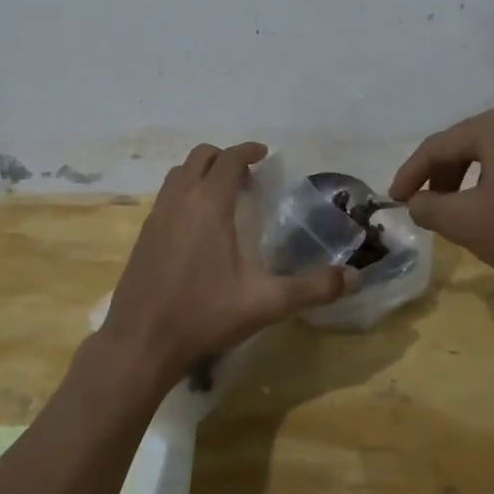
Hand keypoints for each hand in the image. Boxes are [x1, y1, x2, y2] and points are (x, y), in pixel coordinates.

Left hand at [97, 142, 352, 395]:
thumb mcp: (265, 303)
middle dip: (224, 158)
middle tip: (248, 177)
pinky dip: (184, 193)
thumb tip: (353, 278)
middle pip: (200, 157)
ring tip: (224, 196)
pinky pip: (166, 197)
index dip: (248, 151)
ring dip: (201, 173)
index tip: (264, 154)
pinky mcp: (143, 236)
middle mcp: (179, 200)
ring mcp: (156, 216)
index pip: (229, 160)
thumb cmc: (204, 315)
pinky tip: (198, 227)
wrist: (140, 342)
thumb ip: (312, 288)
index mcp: (209, 205)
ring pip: (178, 174)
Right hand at [389, 106, 493, 301]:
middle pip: (473, 143)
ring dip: (476, 177)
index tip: (394, 199)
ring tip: (466, 208)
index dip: (411, 173)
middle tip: (429, 204)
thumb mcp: (462, 223)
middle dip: (445, 174)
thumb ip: (427, 207)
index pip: (440, 145)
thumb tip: (417, 202)